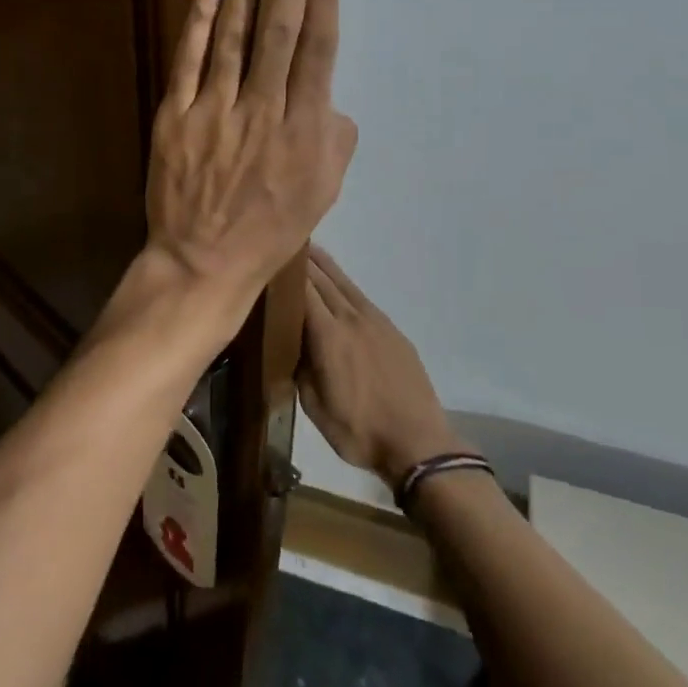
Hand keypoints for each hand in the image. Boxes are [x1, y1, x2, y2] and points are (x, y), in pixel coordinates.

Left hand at [144, 0, 357, 334]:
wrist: (201, 264)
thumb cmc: (270, 229)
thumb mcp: (324, 192)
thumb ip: (335, 136)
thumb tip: (328, 94)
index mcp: (305, 132)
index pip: (317, 49)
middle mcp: (262, 113)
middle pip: (279, 30)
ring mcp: (213, 113)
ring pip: (234, 36)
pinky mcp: (174, 117)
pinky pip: (188, 61)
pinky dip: (201, 20)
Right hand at [298, 245, 465, 487]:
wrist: (417, 442)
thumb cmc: (359, 431)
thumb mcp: (315, 407)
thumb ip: (300, 368)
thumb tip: (290, 343)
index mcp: (328, 336)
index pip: (303, 291)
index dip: (286, 272)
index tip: (270, 257)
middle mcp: (351, 318)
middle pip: (323, 280)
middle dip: (303, 261)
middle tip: (284, 244)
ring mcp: (375, 321)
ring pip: (344, 283)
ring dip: (325, 266)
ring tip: (309, 250)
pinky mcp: (392, 330)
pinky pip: (361, 297)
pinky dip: (344, 284)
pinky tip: (339, 284)